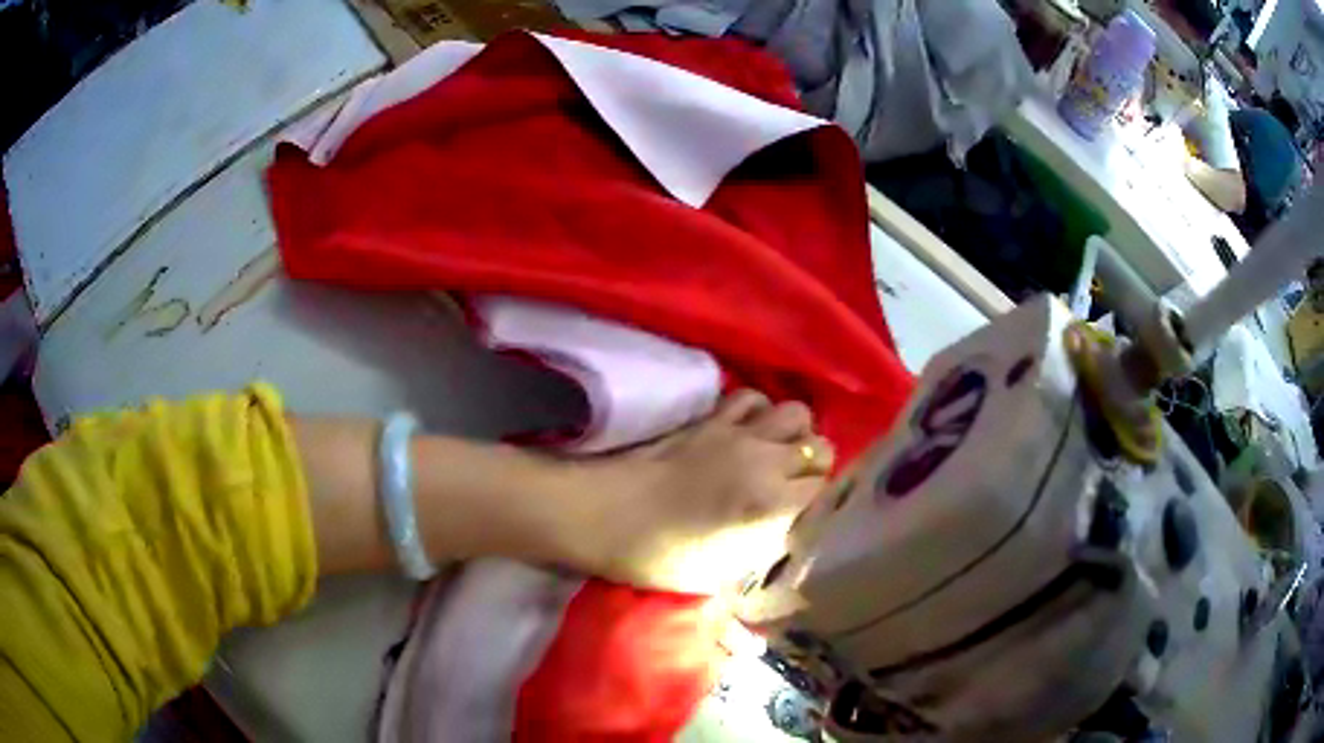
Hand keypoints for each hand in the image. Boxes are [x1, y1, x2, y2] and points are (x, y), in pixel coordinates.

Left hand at [561, 390, 832, 594]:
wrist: (607, 516)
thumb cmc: (661, 558)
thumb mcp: (722, 576)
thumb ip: (764, 551)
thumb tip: (785, 536)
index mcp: (773, 506)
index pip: (826, 492)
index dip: (821, 504)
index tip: (808, 516)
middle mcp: (766, 462)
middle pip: (820, 448)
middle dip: (815, 468)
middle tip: (796, 486)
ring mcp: (739, 433)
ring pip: (795, 414)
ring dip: (795, 434)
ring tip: (778, 453)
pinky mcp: (711, 418)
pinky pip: (752, 398)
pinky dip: (759, 411)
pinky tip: (748, 430)